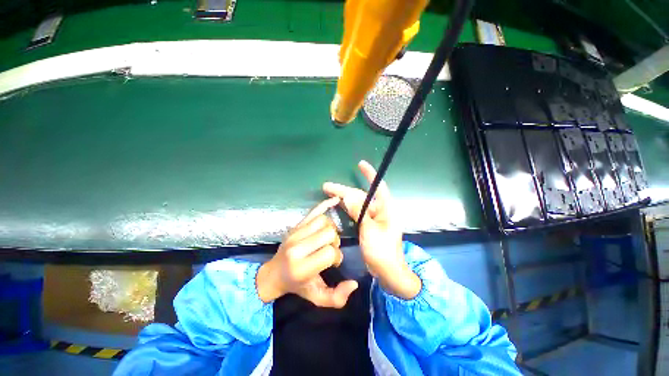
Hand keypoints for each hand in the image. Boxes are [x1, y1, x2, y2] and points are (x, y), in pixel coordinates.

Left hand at [256, 197, 358, 307]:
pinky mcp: (295, 225)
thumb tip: (354, 283)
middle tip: (330, 249)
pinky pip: (313, 211)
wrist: (273, 274)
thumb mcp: (317, 298)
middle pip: (328, 233)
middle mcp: (297, 247)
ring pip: (323, 221)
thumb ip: (337, 298)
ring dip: (331, 229)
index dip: (336, 257)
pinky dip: (325, 205)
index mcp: (302, 267)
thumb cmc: (297, 286)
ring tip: (327, 238)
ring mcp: (295, 233)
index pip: (329, 252)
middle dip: (335, 242)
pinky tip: (335, 200)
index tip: (333, 263)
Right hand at [323, 160, 420, 299]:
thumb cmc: (382, 251)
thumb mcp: (370, 230)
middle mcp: (379, 210)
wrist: (387, 271)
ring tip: (328, 192)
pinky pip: (355, 212)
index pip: (378, 186)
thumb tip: (347, 196)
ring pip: (356, 203)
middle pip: (360, 195)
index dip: (370, 174)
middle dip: (344, 190)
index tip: (360, 164)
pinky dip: (346, 207)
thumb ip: (359, 212)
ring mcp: (372, 218)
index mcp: (385, 208)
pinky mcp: (367, 225)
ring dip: (343, 198)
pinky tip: (337, 204)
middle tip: (327, 186)